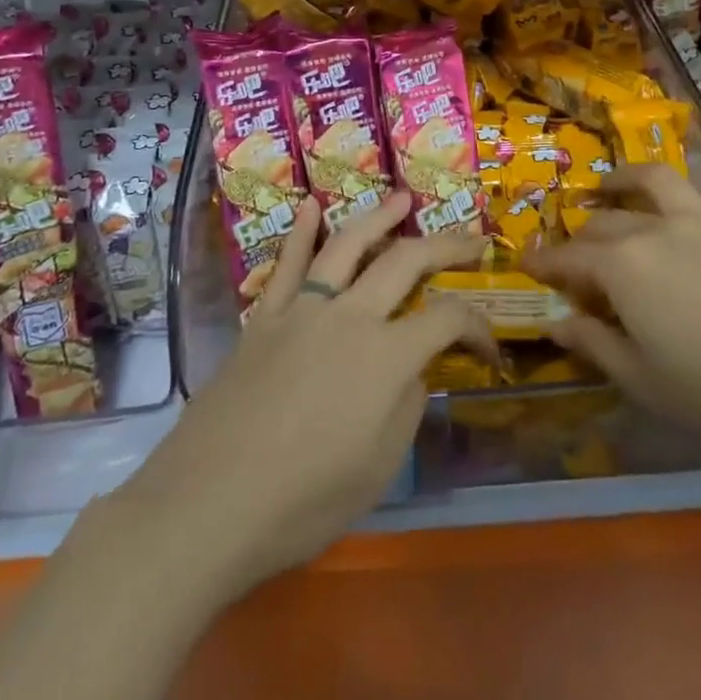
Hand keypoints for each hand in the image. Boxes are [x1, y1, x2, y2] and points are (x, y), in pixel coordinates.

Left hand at [125, 192, 491, 599]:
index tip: (490, 346)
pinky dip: (300, 233)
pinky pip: (287, 265)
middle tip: (470, 236)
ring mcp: (303, 310)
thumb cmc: (304, 501)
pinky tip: (309, 206)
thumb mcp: (379, 468)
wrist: (210, 503)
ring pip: (347, 246)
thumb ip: (406, 407)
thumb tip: (413, 370)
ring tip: (402, 198)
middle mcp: (350, 316)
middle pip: (405, 262)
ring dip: (379, 217)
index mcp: (386, 356)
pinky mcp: (264, 317)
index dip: (477, 325)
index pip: (446, 319)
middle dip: (445, 246)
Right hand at [523, 117, 700, 480]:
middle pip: (608, 223)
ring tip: (610, 183)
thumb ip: (593, 344)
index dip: (546, 263)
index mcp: (624, 269)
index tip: (526, 265)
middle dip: (583, 237)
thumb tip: (554, 321)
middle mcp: (657, 230)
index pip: (571, 259)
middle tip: (577, 256)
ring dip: (626, 178)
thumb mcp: (643, 383)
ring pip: (656, 182)